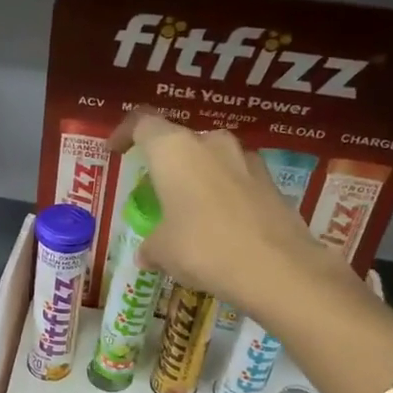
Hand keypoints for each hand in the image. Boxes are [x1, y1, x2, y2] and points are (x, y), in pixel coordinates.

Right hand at [110, 111, 344, 313]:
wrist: (277, 268)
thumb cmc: (203, 248)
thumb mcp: (163, 251)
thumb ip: (150, 245)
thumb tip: (147, 253)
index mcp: (174, 150)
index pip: (142, 124)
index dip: (124, 134)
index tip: (115, 151)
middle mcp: (211, 143)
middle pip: (180, 142)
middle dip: (166, 164)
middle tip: (156, 192)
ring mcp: (247, 160)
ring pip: (212, 160)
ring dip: (198, 180)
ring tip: (189, 212)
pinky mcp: (272, 183)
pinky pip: (237, 182)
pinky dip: (224, 197)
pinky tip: (221, 227)